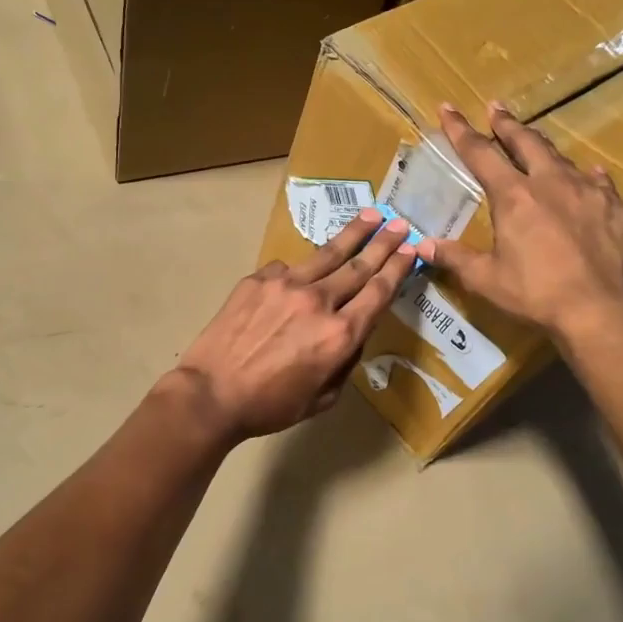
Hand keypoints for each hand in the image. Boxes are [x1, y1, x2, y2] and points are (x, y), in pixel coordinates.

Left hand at [167, 211, 415, 440]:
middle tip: (400, 224)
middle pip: (359, 266)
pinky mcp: (258, 279)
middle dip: (384, 243)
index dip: (397, 268)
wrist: (211, 394)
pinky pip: (287, 268)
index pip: (378, 292)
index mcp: (340, 334)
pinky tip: (300, 272)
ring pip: (327, 254)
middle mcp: (318, 301)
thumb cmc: (270, 405)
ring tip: (370, 215)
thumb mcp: (323, 398)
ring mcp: (285, 284)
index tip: (411, 249)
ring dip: (352, 234)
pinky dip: (300, 270)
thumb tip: (351, 335)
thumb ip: (345, 362)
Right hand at [418, 102, 622, 337]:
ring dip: (546, 151)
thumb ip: (454, 257)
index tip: (448, 108)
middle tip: (496, 108)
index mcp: (514, 196)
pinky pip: (603, 187)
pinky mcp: (622, 211)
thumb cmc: (534, 294)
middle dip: (507, 124)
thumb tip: (423, 246)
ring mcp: (592, 193)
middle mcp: (553, 183)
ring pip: (566, 160)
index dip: (461, 130)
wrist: (599, 311)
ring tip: (539, 146)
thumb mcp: (485, 279)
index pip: (481, 153)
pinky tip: (591, 181)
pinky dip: (590, 181)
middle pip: (527, 143)